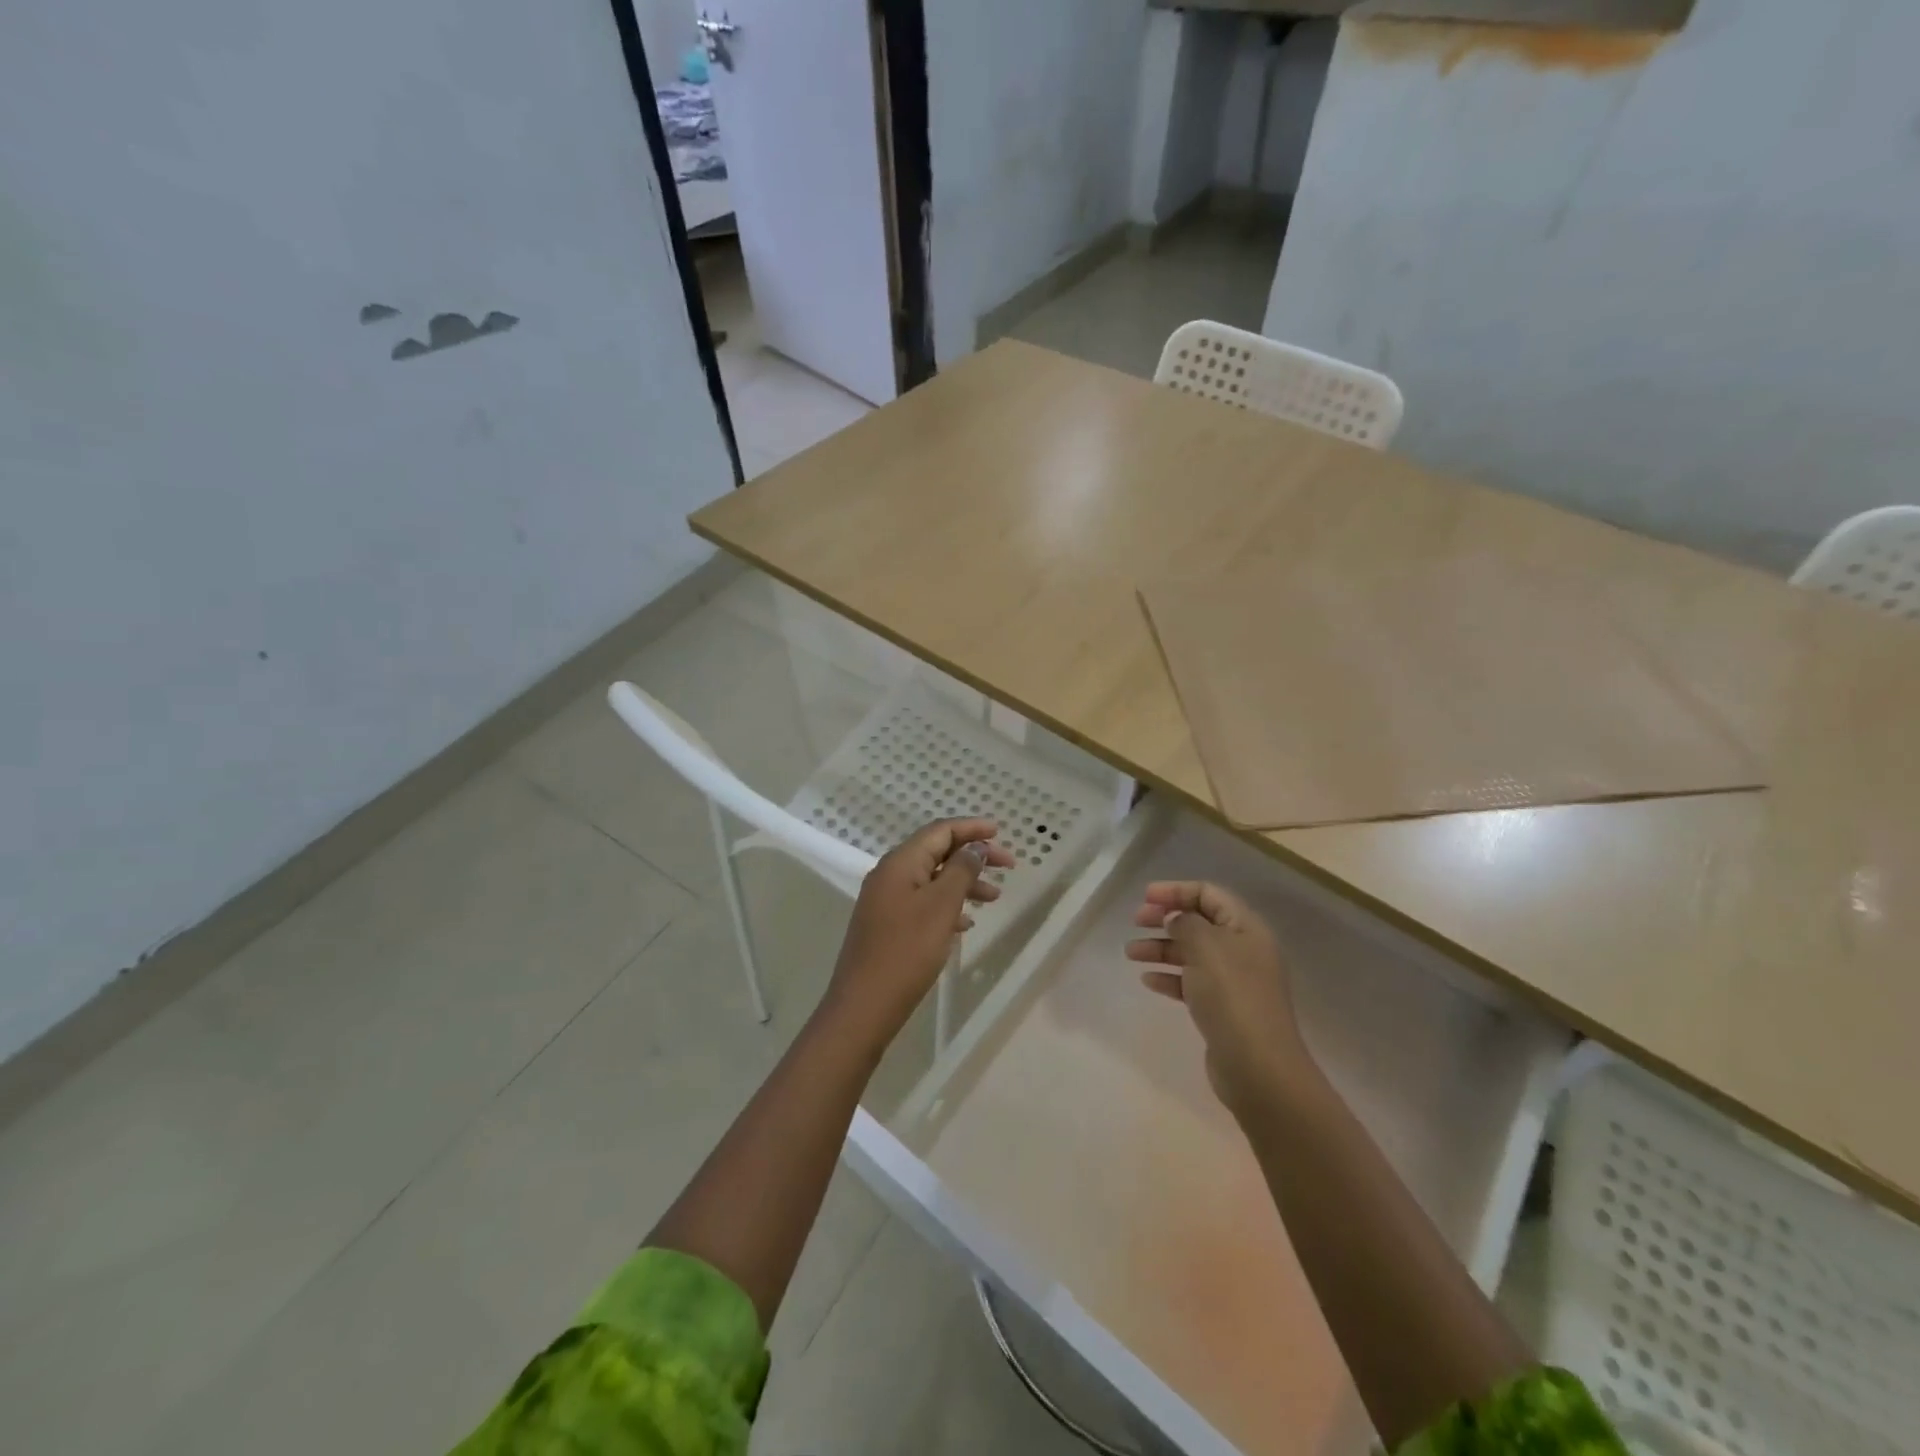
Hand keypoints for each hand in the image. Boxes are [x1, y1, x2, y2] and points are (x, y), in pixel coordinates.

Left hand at [822, 817, 1015, 1043]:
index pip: (940, 831)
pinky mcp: (887, 924)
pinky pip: (923, 902)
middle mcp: (890, 874)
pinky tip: (965, 924)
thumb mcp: (941, 906)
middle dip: (972, 856)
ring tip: (994, 898)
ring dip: (963, 882)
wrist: (864, 1006)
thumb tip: (975, 847)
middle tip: (1007, 865)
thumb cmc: (907, 951)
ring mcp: (886, 900)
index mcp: (900, 862)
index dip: (971, 828)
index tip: (1001, 832)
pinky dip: (947, 905)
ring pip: (932, 879)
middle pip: (936, 852)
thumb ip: (962, 871)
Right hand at [1126, 881, 1309, 1116]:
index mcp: (1246, 928)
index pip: (1209, 894)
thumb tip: (1176, 920)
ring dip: (1160, 948)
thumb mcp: (1206, 946)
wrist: (1258, 1067)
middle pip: (1199, 922)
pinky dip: (1169, 977)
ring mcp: (1234, 981)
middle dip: (1165, 918)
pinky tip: (1148, 980)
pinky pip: (1191, 982)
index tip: (1145, 898)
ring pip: (1192, 953)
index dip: (1176, 891)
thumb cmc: (1232, 996)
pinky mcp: (1223, 1009)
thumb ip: (1186, 924)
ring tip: (1131, 953)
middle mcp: (1243, 950)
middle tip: (1136, 921)